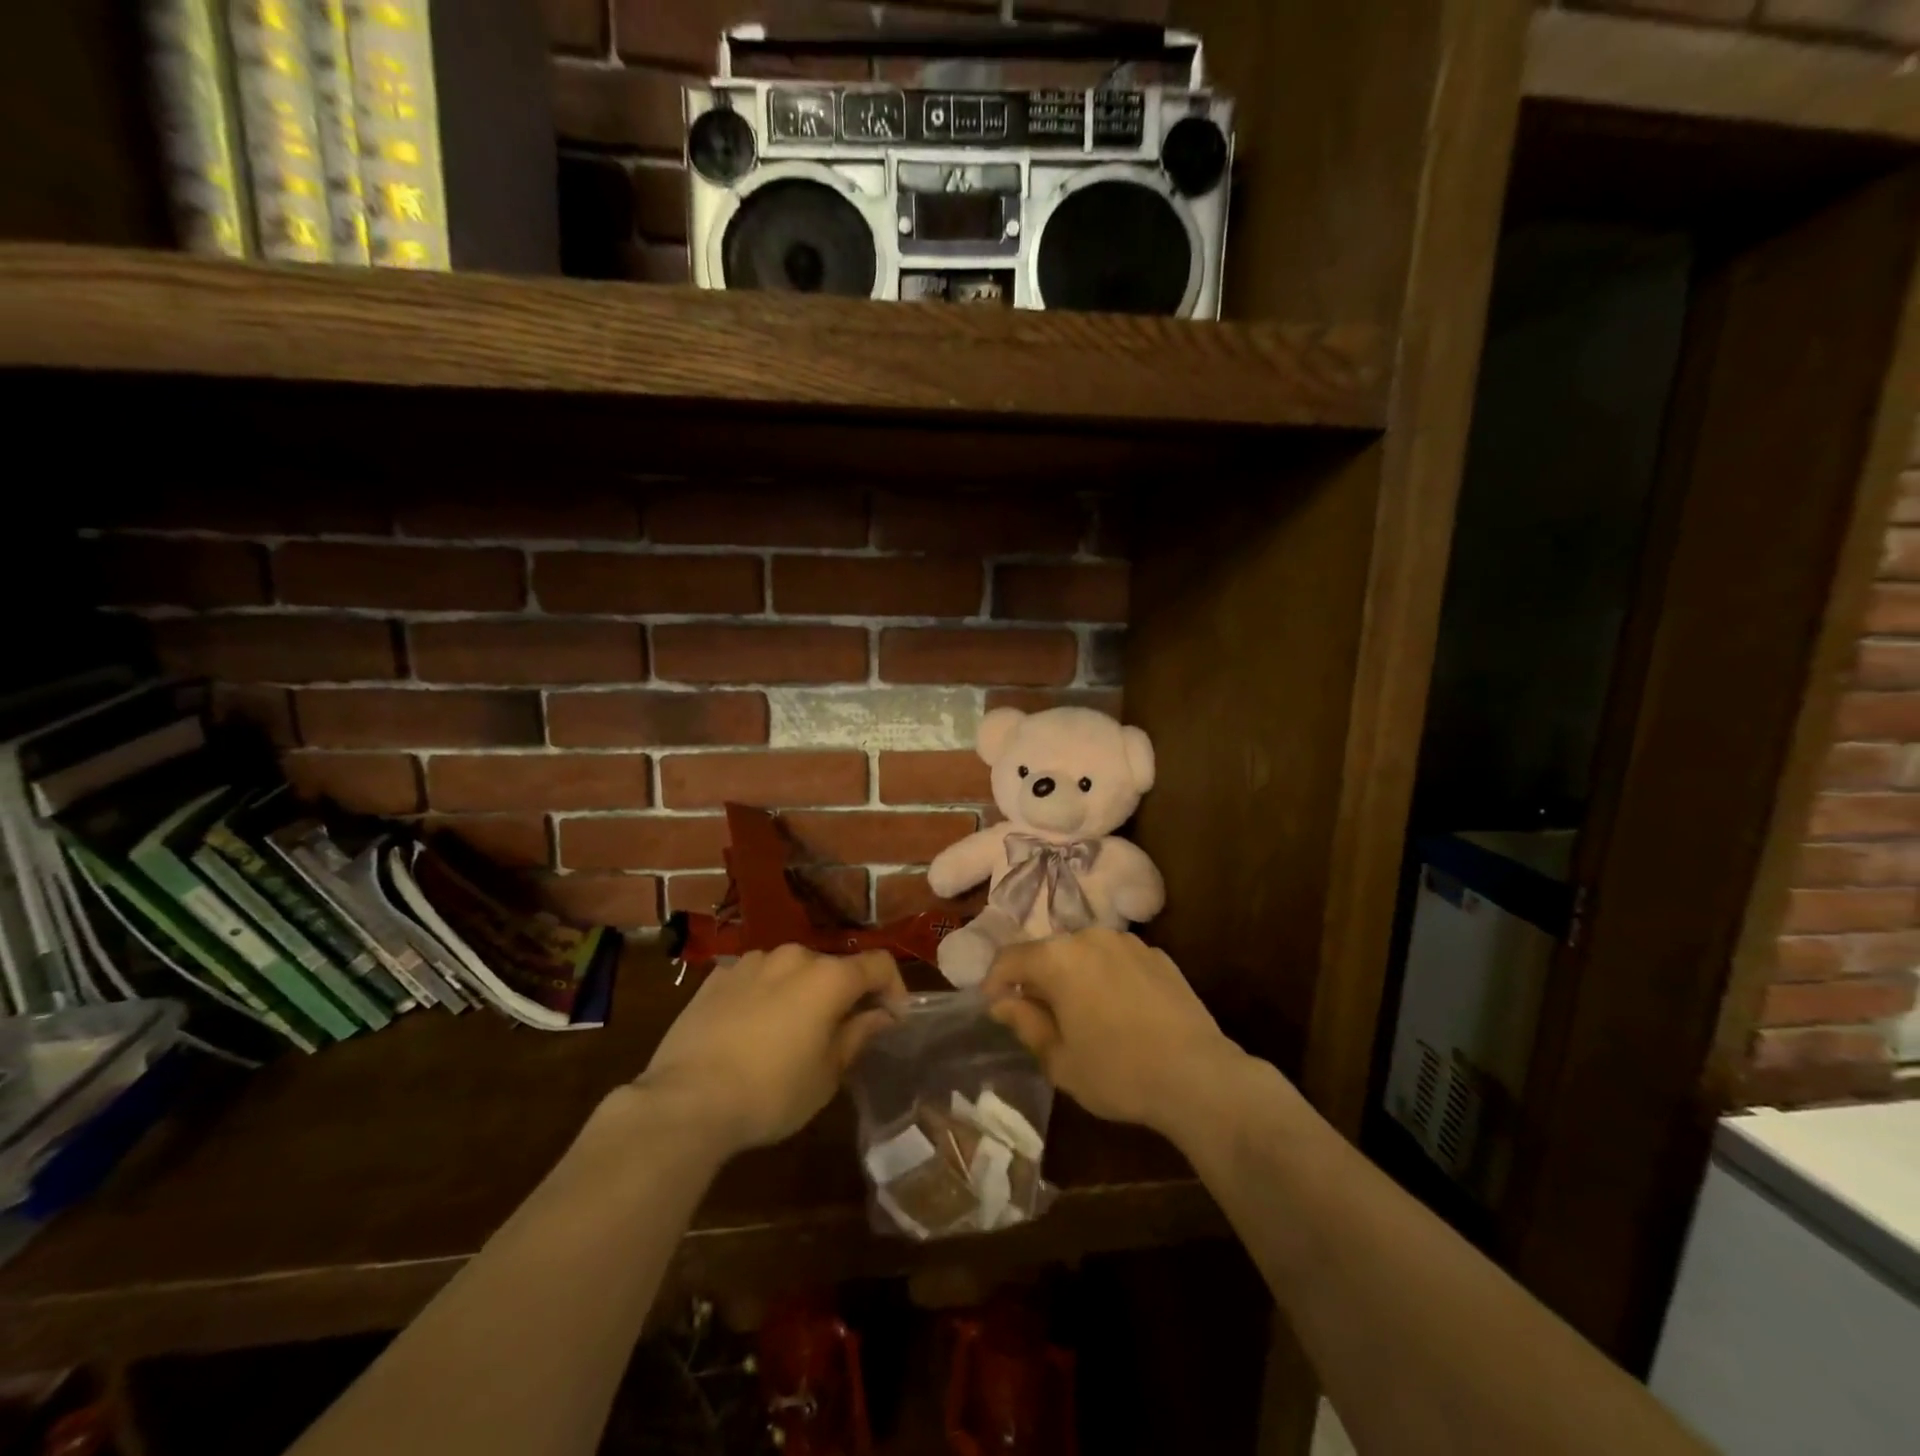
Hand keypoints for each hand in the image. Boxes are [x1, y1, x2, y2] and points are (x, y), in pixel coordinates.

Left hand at [638, 946, 907, 1157]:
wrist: (686, 1101)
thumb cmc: (771, 1092)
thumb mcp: (827, 1074)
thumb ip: (859, 1034)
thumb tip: (881, 1014)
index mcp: (828, 976)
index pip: (878, 964)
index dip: (893, 988)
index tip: (892, 1018)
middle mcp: (793, 957)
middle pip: (832, 967)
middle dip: (843, 994)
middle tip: (840, 1033)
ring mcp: (751, 962)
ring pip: (792, 971)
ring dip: (802, 993)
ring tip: (790, 1033)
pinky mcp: (717, 976)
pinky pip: (756, 979)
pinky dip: (766, 995)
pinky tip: (752, 1031)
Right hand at [983, 928, 1247, 1140]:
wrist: (1198, 1076)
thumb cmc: (1118, 1072)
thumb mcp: (1060, 1060)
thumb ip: (1025, 1023)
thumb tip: (1003, 1002)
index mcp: (1058, 958)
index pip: (1010, 958)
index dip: (995, 981)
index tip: (993, 1006)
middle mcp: (1090, 937)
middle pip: (1049, 951)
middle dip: (1036, 979)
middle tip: (1037, 1015)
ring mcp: (1128, 942)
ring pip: (1084, 953)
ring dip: (1073, 975)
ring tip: (1081, 1012)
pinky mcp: (1158, 955)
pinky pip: (1116, 959)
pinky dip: (1106, 977)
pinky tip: (1118, 1011)